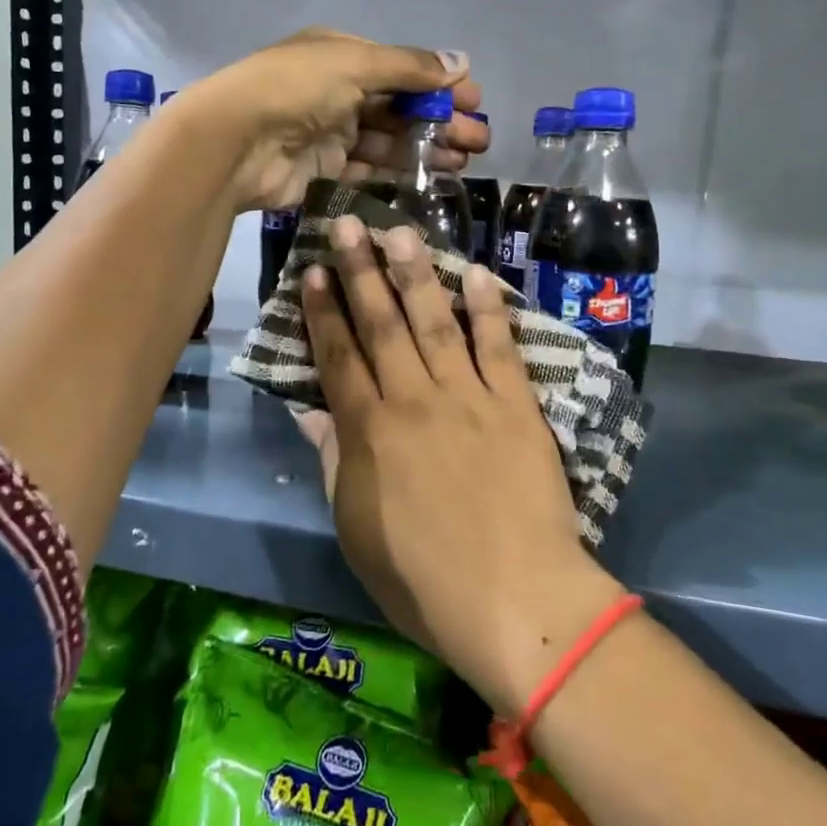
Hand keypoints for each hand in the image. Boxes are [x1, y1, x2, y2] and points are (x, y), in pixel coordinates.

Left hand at [176, 29, 487, 211]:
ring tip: (462, 162)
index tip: (475, 102)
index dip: (439, 85)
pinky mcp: (324, 169)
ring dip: (425, 148)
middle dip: (440, 121)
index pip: (401, 69)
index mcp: (342, 55)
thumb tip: (462, 61)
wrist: (235, 142)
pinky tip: (430, 178)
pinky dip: (398, 172)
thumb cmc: (295, 89)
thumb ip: (409, 67)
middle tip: (478, 141)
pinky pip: (369, 169)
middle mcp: (337, 90)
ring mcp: (330, 132)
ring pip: (388, 140)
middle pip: (399, 106)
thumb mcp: (355, 63)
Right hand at [302, 216, 622, 716]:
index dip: (324, 311)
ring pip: (435, 321)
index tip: (315, 271)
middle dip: (361, 271)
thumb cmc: (422, 579)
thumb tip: (310, 409)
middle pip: (381, 324)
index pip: (338, 356)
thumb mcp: (356, 528)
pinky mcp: (516, 405)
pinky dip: (488, 308)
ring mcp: (468, 397)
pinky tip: (477, 273)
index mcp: (369, 431)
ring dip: (416, 273)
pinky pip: (498, 346)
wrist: (516, 601)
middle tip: (348, 223)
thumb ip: (333, 460)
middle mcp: (413, 399)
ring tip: (401, 231)